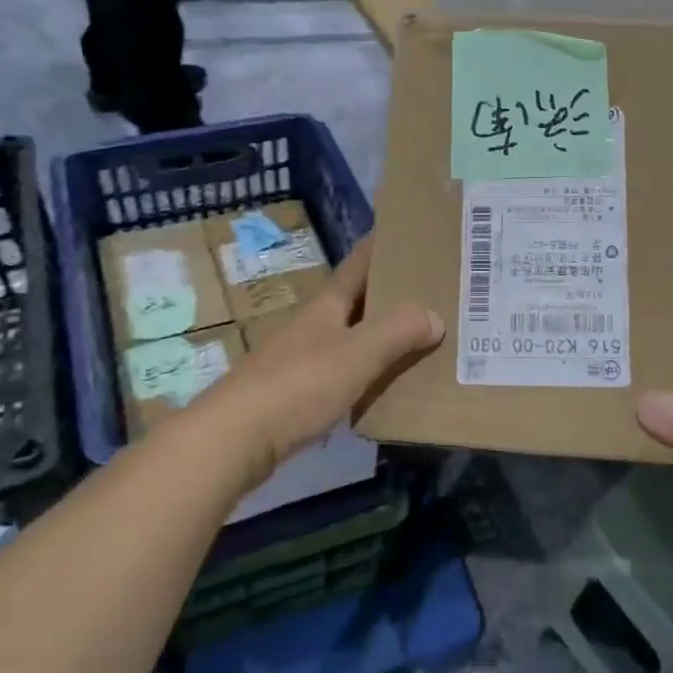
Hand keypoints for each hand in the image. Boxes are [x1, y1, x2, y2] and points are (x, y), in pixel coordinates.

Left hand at [202, 237, 442, 492]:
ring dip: (384, 336)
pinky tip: (388, 384)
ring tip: (425, 338)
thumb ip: (398, 330)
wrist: (234, 440)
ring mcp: (303, 360)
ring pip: (353, 338)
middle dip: (393, 293)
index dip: (384, 245)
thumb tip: (434, 316)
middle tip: (438, 291)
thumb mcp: (356, 353)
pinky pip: (345, 373)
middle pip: (359, 301)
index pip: (360, 263)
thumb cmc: (298, 385)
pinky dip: (369, 372)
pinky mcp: (298, 395)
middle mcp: (314, 325)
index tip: (413, 231)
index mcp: (327, 305)